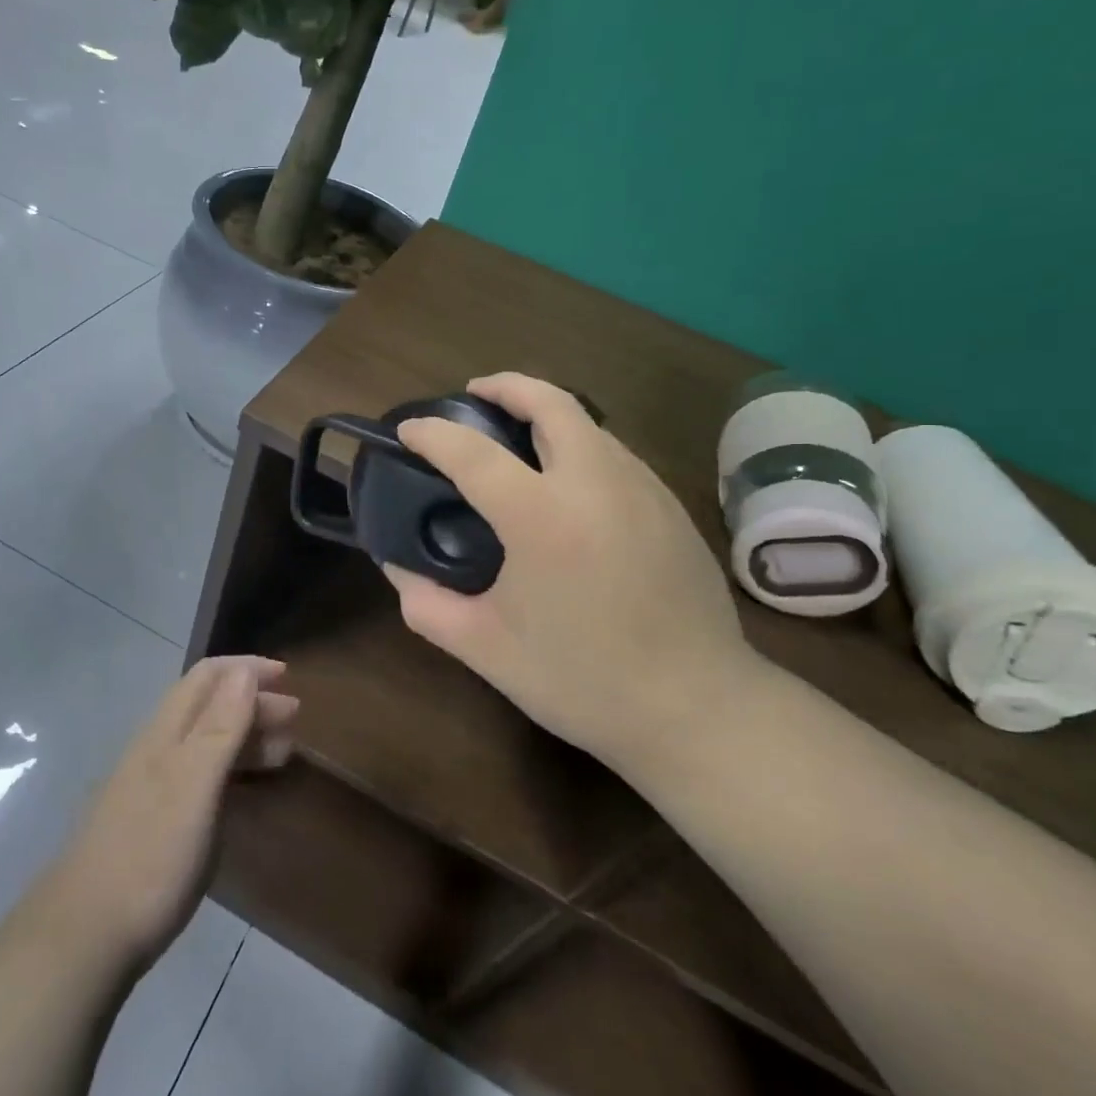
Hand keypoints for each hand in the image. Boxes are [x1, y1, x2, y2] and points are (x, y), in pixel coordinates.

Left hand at [46, 655, 296, 970]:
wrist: (85, 937)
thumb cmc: (150, 854)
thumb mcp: (194, 784)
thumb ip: (220, 726)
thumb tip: (243, 670)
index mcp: (166, 732)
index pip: (207, 676)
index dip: (246, 668)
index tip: (287, 677)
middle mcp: (158, 750)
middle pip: (209, 707)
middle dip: (253, 702)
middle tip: (295, 719)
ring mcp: (153, 789)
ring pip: (206, 744)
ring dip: (245, 737)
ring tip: (282, 753)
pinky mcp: (155, 825)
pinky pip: (202, 780)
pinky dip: (231, 773)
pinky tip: (244, 794)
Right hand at [384, 373, 755, 771]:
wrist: (699, 709)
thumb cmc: (584, 681)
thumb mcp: (486, 650)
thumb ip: (427, 605)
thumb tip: (395, 568)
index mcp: (541, 517)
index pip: (472, 452)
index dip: (432, 433)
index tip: (408, 430)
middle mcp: (594, 484)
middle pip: (551, 402)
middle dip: (506, 386)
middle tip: (475, 394)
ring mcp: (641, 489)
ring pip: (588, 424)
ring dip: (546, 413)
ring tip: (517, 438)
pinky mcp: (670, 506)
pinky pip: (614, 453)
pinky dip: (579, 444)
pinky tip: (568, 484)